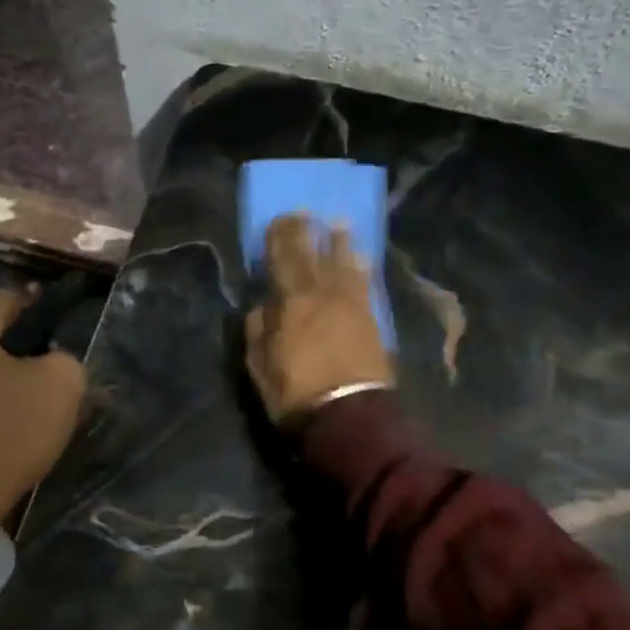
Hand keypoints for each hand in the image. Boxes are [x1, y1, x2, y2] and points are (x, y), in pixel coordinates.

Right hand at [244, 213, 393, 424]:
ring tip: (339, 223)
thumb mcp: (260, 365)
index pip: (282, 259)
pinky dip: (362, 266)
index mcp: (291, 302)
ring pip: (344, 264)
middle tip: (305, 212)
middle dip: (307, 232)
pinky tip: (362, 256)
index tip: (278, 218)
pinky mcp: (371, 318)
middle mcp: (322, 294)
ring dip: (340, 242)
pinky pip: (366, 283)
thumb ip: (257, 330)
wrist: (349, 417)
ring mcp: (351, 304)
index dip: (279, 237)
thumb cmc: (296, 393)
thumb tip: (261, 306)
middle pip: (313, 255)